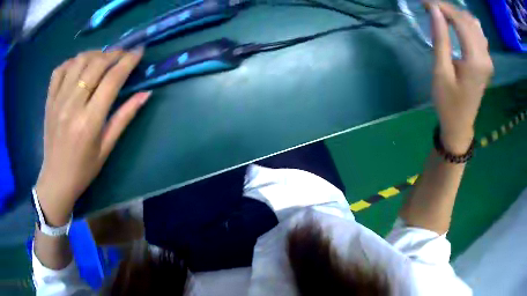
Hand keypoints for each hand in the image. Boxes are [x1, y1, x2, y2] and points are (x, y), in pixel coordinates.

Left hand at [35, 49, 150, 225]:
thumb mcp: (107, 147)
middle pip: (96, 65)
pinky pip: (60, 69)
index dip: (128, 61)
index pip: (112, 80)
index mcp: (89, 121)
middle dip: (114, 54)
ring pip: (78, 61)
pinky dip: (72, 61)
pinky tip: (79, 66)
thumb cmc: (84, 168)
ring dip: (94, 54)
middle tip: (123, 54)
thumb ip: (124, 117)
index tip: (139, 51)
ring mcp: (58, 100)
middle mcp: (73, 105)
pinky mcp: (49, 100)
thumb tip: (146, 94)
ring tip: (102, 59)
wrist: (56, 179)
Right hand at [428, 2, 493, 153]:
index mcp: (475, 60)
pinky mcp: (486, 62)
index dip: (442, 7)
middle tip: (430, 6)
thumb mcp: (440, 71)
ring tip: (442, 14)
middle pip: (468, 20)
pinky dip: (467, 24)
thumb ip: (440, 39)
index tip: (425, 2)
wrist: (460, 125)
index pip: (460, 21)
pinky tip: (458, 24)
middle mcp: (485, 57)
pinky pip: (479, 34)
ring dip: (458, 15)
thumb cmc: (448, 103)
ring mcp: (488, 59)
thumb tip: (435, 11)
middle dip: (448, 9)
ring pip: (474, 25)